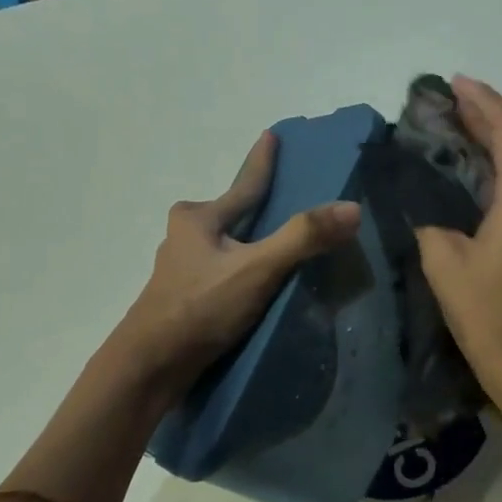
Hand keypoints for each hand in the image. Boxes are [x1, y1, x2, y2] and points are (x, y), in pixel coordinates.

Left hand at [117, 130, 359, 394]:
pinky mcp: (184, 298)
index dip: (262, 161)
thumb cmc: (199, 307)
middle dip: (253, 208)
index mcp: (198, 218)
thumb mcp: (257, 269)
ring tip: (276, 248)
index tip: (270, 135)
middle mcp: (185, 236)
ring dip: (247, 243)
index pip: (244, 185)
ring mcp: (181, 269)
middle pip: (231, 215)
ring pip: (224, 245)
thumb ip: (303, 238)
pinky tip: (255, 286)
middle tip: (282, 201)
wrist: (149, 367)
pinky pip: (222, 271)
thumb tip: (352, 208)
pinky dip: (241, 270)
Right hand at [414, 77, 501, 432]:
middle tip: (447, 110)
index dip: (483, 99)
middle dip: (485, 121)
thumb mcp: (446, 266)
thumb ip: (433, 225)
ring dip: (494, 153)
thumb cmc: (494, 319)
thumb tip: (430, 211)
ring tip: (455, 144)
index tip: (454, 84)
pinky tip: (475, 190)